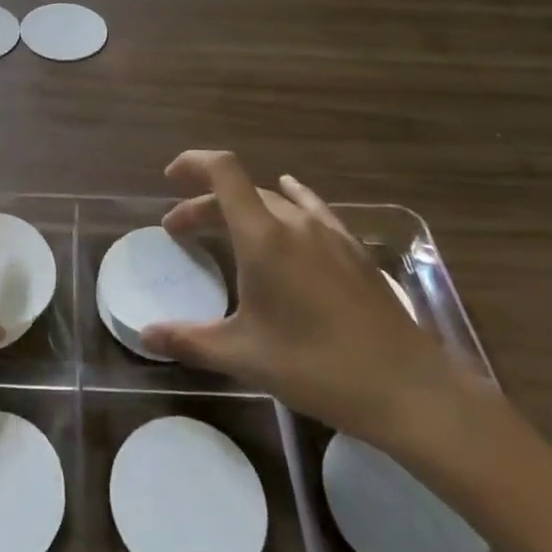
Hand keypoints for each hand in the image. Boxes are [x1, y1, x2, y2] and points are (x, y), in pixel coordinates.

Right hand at [140, 150, 471, 454]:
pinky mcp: (353, 249)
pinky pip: (311, 210)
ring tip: (226, 230)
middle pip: (241, 191)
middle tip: (181, 232)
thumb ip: (189, 340)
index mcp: (263, 235)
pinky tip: (291, 209)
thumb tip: (145, 335)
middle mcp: (294, 221)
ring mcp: (329, 232)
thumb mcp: (244, 356)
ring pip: (274, 202)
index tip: (170, 180)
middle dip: (205, 204)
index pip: (222, 171)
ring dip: (242, 210)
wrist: (407, 388)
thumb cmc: (317, 366)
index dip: (192, 163)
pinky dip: (287, 204)